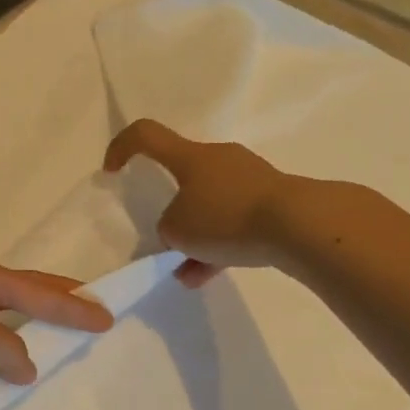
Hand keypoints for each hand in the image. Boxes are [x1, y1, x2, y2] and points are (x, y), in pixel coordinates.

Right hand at [103, 119, 295, 286]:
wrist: (298, 224)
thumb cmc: (225, 217)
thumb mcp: (176, 230)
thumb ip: (168, 228)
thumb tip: (181, 231)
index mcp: (190, 157)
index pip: (146, 135)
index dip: (122, 147)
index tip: (112, 171)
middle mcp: (219, 159)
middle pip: (183, 175)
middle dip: (170, 208)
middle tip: (165, 238)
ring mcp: (248, 178)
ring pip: (210, 204)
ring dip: (196, 234)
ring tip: (186, 270)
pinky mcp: (271, 200)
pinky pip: (234, 220)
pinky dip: (218, 245)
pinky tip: (209, 275)